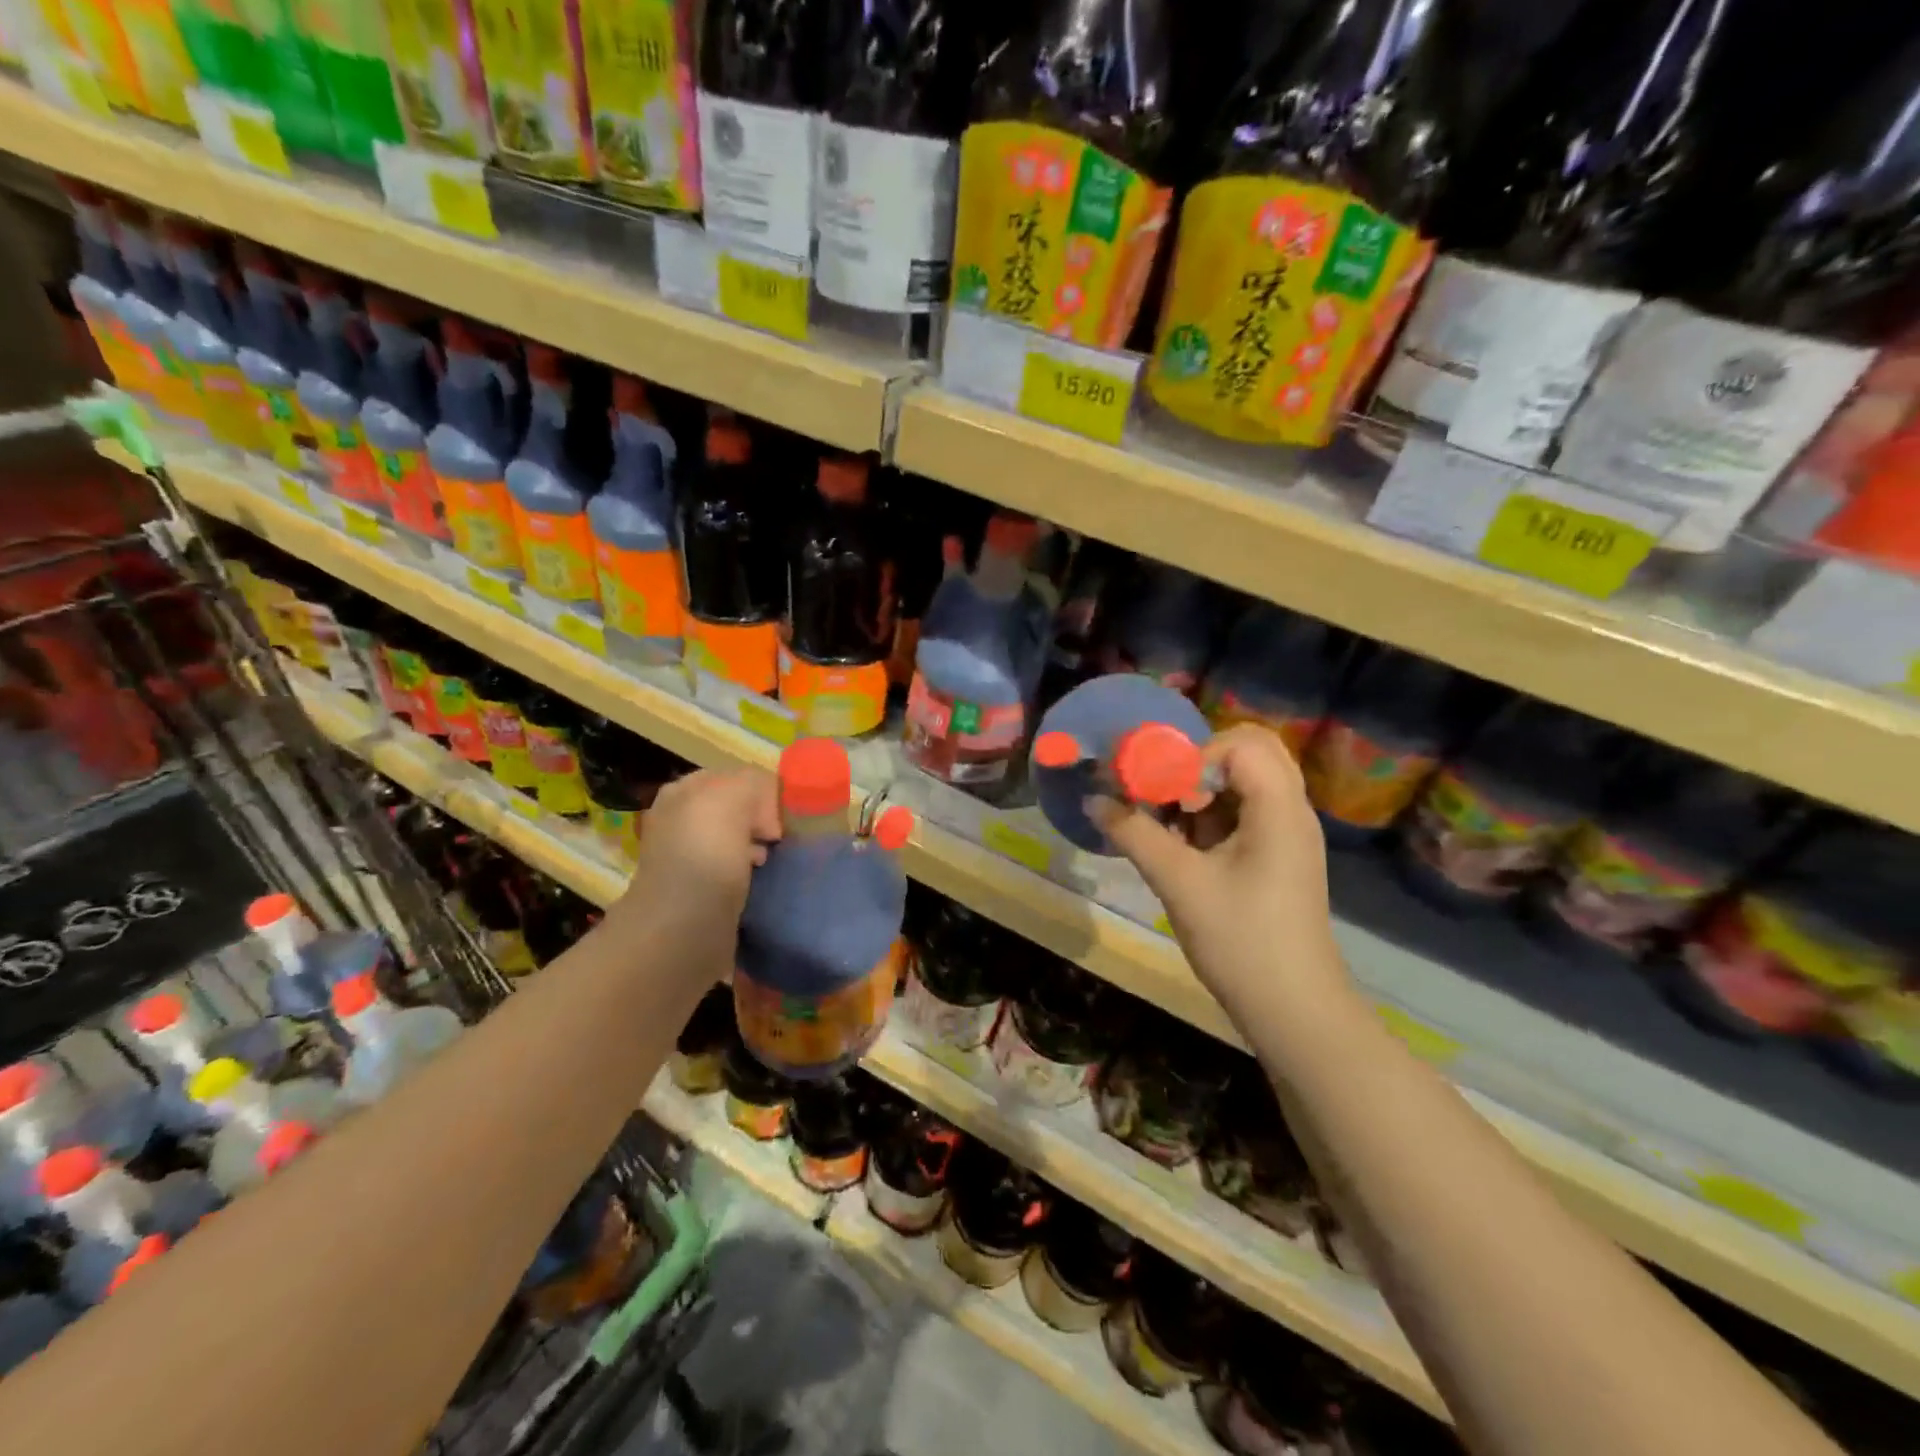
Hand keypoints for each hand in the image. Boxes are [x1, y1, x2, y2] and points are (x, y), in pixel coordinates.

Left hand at [607, 767, 780, 969]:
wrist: (680, 932)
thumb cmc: (705, 857)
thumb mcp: (733, 796)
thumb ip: (755, 783)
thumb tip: (766, 813)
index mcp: (683, 793)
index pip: (736, 778)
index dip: (763, 792)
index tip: (780, 816)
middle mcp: (681, 821)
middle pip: (738, 810)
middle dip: (763, 822)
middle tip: (778, 840)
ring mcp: (688, 859)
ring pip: (738, 841)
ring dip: (759, 849)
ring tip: (770, 864)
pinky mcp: (699, 894)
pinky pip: (736, 873)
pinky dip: (751, 877)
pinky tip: (759, 886)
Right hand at [1090, 726, 1348, 1018]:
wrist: (1293, 1010)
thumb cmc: (1240, 941)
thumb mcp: (1179, 883)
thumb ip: (1134, 833)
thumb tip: (1094, 799)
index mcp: (1279, 808)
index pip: (1240, 744)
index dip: (1193, 755)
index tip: (1157, 785)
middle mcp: (1290, 810)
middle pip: (1248, 753)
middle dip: (1196, 764)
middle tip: (1160, 789)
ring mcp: (1285, 834)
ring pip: (1243, 783)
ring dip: (1199, 791)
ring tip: (1161, 818)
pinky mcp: (1275, 857)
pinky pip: (1242, 813)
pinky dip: (1208, 816)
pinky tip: (1177, 843)